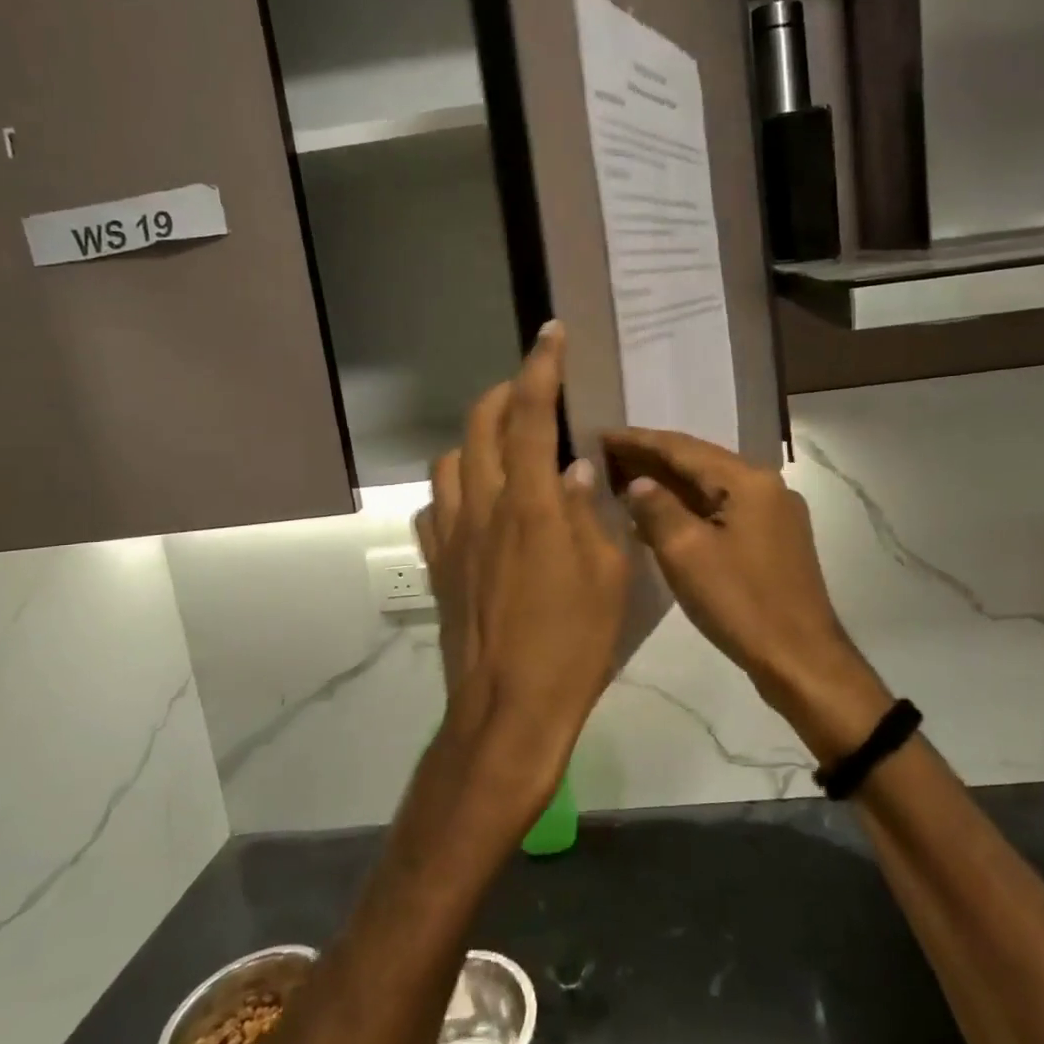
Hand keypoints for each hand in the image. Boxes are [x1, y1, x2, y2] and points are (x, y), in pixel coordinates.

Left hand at [416, 323, 629, 810]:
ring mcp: (452, 535)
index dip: (542, 367)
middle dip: (506, 392)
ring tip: (507, 447)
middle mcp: (483, 507)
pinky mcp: (438, 564)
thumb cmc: (571, 645)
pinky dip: (456, 488)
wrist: (507, 710)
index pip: (533, 416)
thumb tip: (575, 469)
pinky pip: (436, 507)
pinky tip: (478, 504)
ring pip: (450, 460)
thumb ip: (589, 513)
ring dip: (477, 439)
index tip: (551, 333)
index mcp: (530, 505)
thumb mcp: (607, 577)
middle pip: (480, 424)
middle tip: (533, 389)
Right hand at [601, 428, 889, 762]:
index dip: (638, 441)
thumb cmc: (740, 603)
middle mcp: (766, 486)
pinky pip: (723, 511)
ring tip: (625, 483)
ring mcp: (774, 513)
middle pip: (699, 463)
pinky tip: (660, 519)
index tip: (601, 434)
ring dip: (670, 485)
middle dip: (652, 460)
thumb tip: (638, 483)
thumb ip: (657, 508)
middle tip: (607, 456)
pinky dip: (690, 510)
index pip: (682, 447)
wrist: (800, 659)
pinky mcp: (774, 539)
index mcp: (748, 480)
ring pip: (711, 488)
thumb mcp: (686, 553)